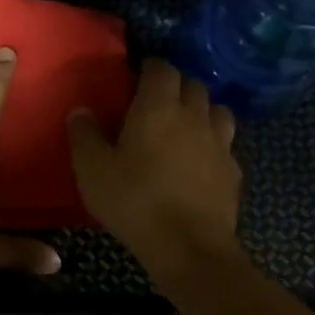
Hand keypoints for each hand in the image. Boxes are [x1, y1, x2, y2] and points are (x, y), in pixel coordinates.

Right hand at [67, 59, 243, 285]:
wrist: (188, 246)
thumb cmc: (134, 202)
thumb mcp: (92, 170)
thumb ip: (84, 136)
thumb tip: (81, 110)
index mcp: (158, 108)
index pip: (161, 69)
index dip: (150, 68)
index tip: (137, 76)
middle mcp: (194, 116)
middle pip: (193, 85)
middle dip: (176, 86)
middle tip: (157, 102)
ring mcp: (220, 143)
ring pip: (217, 111)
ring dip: (202, 111)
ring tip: (185, 126)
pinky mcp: (233, 171)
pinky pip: (225, 145)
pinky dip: (213, 144)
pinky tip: (201, 161)